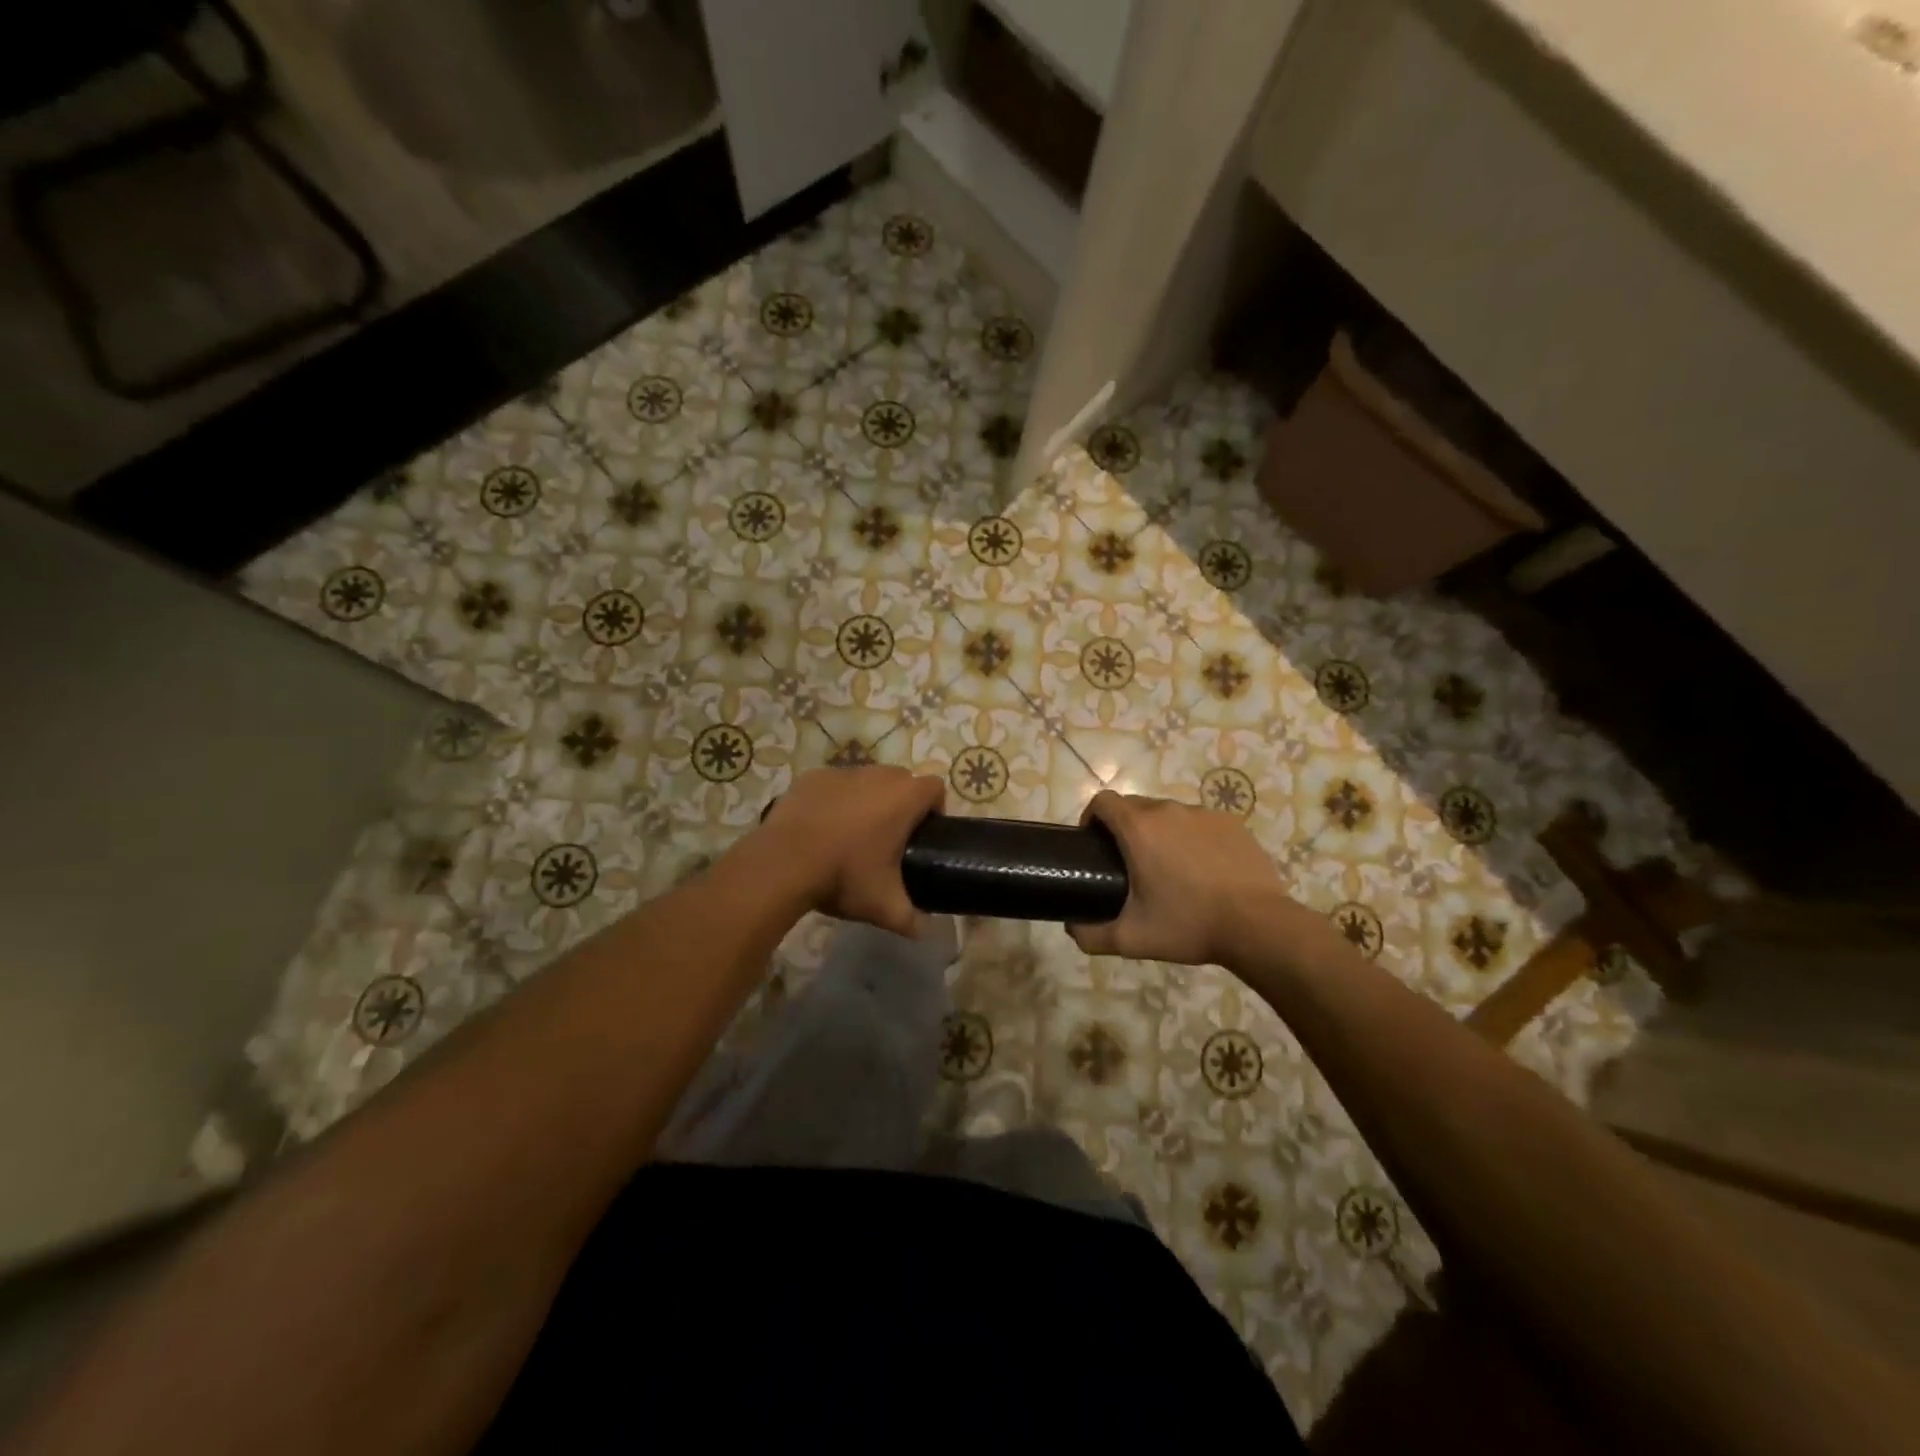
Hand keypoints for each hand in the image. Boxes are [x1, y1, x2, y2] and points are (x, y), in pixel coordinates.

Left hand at [760, 766, 946, 936]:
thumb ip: (912, 920)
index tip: (924, 834)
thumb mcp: (884, 907)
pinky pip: (834, 784)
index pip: (936, 788)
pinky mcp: (812, 777)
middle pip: (902, 780)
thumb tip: (924, 931)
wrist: (782, 864)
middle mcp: (877, 775)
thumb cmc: (844, 876)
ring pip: (866, 780)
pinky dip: (835, 800)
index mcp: (904, 797)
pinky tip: (822, 827)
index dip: (935, 808)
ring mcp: (842, 772)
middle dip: (901, 802)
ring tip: (853, 834)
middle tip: (890, 838)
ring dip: (868, 799)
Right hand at [1069, 791, 1295, 965]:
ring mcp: (1204, 814)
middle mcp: (1168, 811)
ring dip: (1159, 832)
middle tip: (1128, 863)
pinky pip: (1200, 823)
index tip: (1093, 843)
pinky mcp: (1232, 824)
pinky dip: (1192, 838)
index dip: (1091, 817)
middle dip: (1124, 827)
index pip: (1103, 801)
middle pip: (1135, 805)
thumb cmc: (1188, 925)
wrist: (1258, 926)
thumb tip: (1072, 928)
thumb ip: (1091, 935)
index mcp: (1138, 828)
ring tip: (1168, 868)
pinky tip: (1202, 869)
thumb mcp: (1131, 939)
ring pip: (1169, 814)